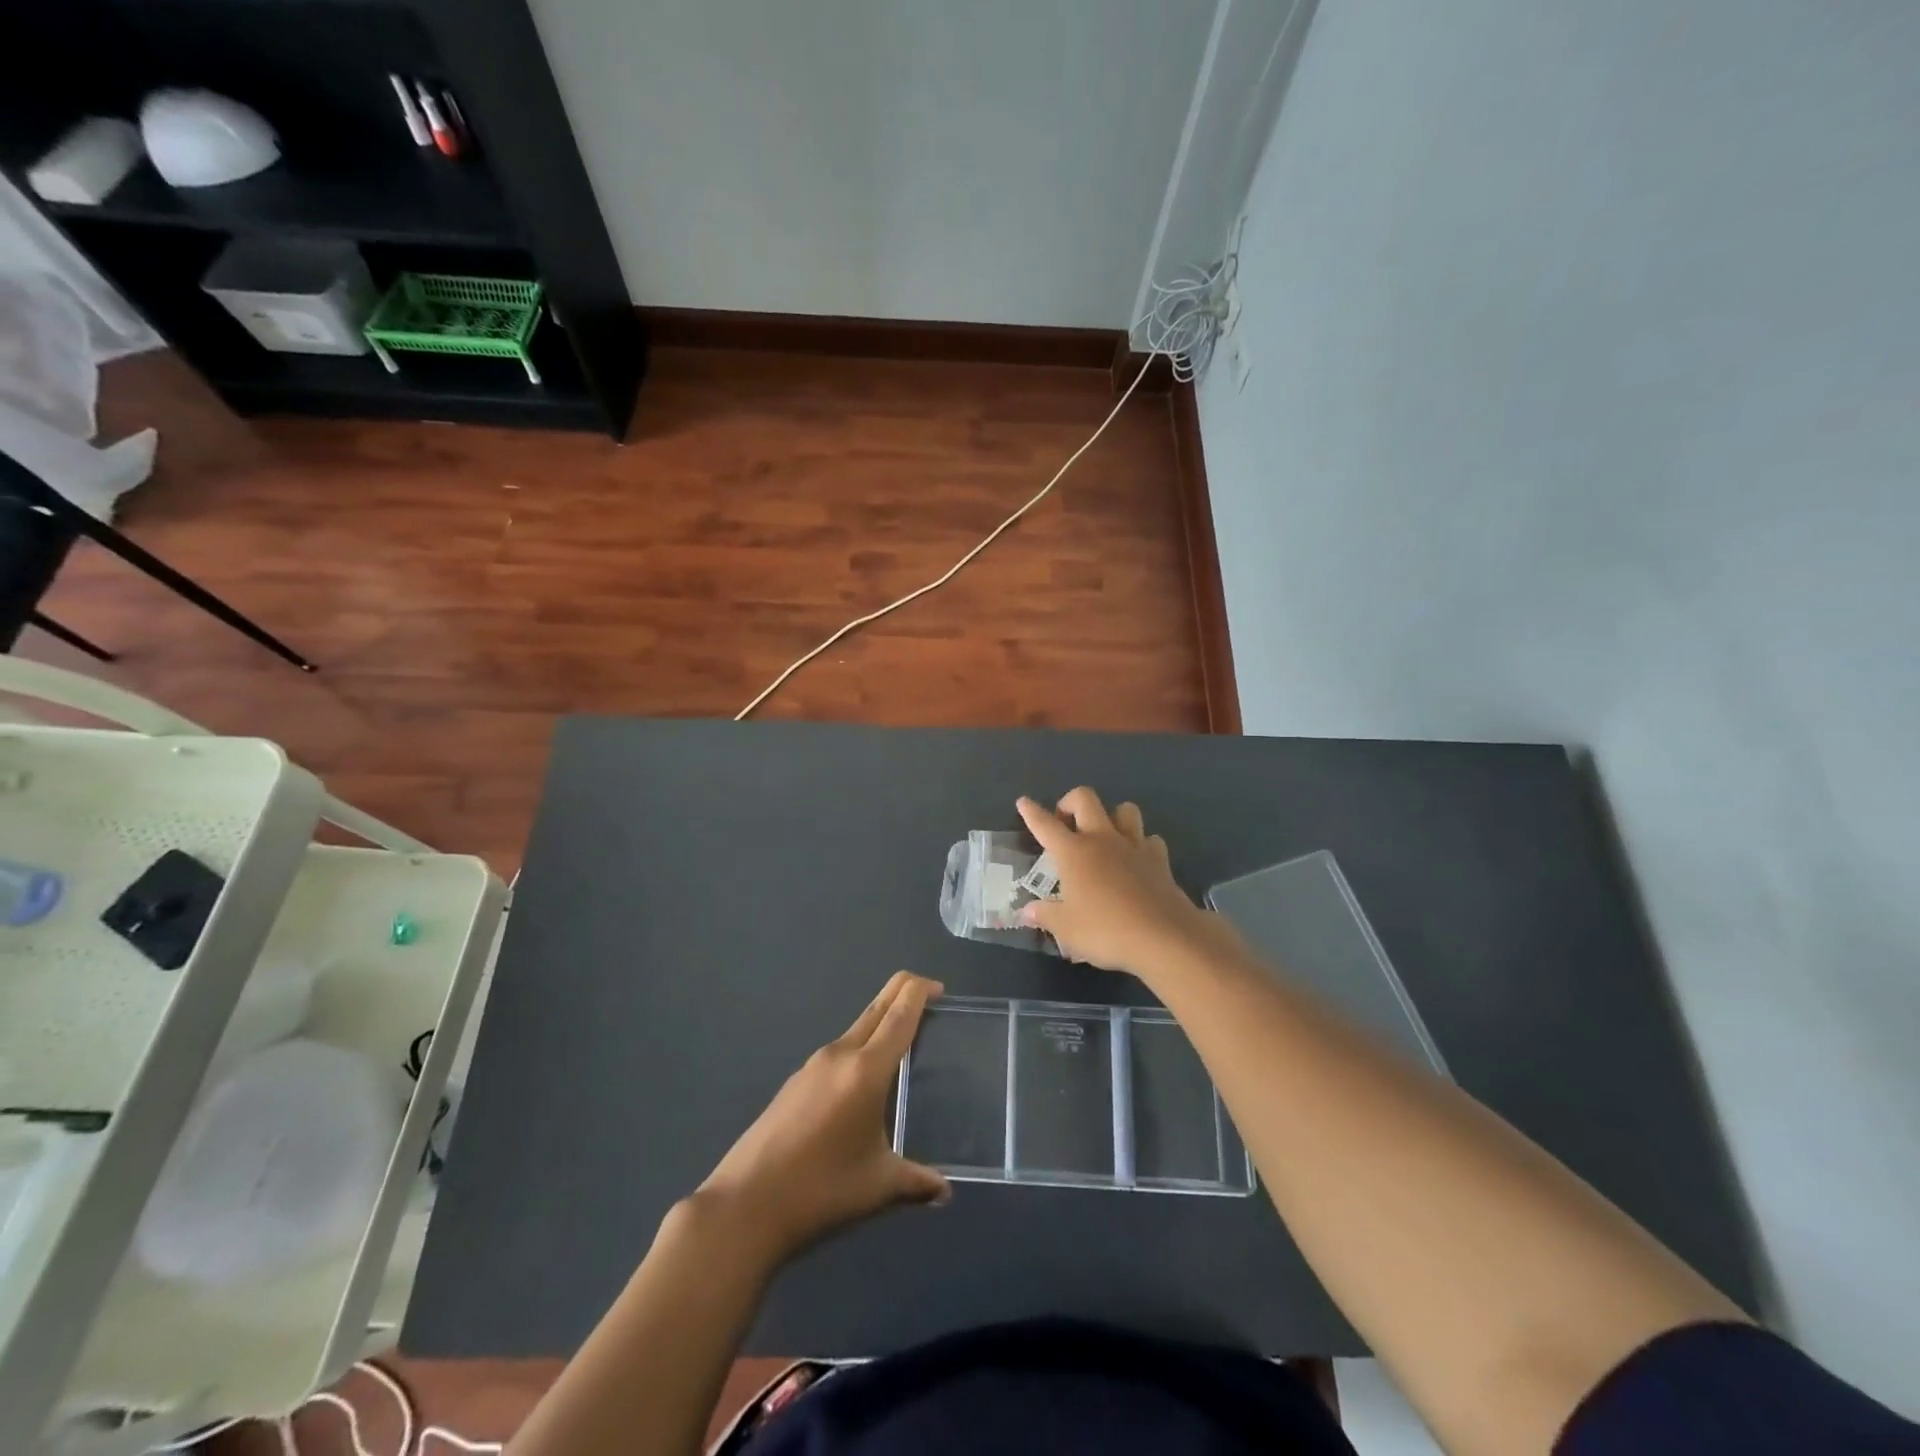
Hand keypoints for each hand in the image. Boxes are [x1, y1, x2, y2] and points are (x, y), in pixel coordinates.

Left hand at [694, 971, 949, 1266]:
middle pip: (877, 1008)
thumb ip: (917, 1181)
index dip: (920, 992)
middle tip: (929, 998)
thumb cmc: (821, 1190)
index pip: (900, 1013)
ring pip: (856, 1029)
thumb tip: (944, 1191)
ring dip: (881, 1024)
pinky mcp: (795, 1083)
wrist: (744, 1206)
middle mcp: (839, 1055)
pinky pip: (838, 1053)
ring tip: (903, 1047)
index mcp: (866, 1069)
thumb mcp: (878, 1186)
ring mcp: (812, 1066)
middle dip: (902, 993)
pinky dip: (860, 1050)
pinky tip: (863, 1083)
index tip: (939, 988)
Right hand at [1016, 788, 1221, 977]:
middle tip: (1066, 822)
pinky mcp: (1160, 860)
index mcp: (1073, 852)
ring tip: (1105, 835)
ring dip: (1112, 816)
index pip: (1045, 825)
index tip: (1023, 802)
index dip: (1032, 812)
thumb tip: (1027, 911)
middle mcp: (1102, 839)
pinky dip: (1142, 844)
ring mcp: (1134, 846)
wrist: (1164, 937)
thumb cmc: (1106, 931)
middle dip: (1070, 801)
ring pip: (1125, 809)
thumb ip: (1046, 916)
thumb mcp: (1067, 929)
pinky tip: (1137, 860)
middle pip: (1085, 799)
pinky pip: (1150, 839)